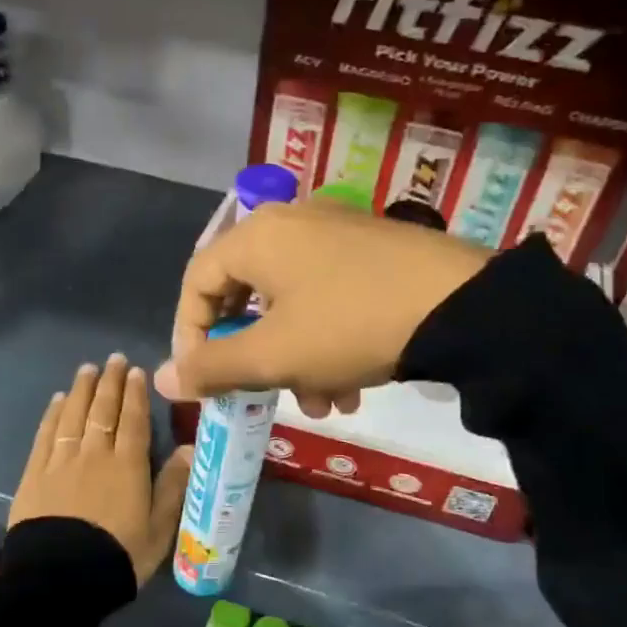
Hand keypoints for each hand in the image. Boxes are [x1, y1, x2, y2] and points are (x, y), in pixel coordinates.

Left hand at [9, 355, 192, 585]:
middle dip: (110, 382)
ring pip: (74, 415)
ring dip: (82, 389)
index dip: (135, 393)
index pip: (133, 420)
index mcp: (128, 465)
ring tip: (88, 369)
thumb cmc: (118, 557)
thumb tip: (190, 448)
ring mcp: (61, 461)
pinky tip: (59, 400)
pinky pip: (46, 434)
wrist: (60, 580)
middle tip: (114, 359)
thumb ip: (173, 486)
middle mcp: (95, 454)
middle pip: (103, 410)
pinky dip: (54, 413)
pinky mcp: (34, 474)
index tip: (136, 371)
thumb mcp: (158, 528)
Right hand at [154, 200, 490, 415]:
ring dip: (298, 360)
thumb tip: (164, 379)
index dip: (190, 334)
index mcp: (258, 236)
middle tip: (266, 394)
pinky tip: (354, 384)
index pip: (197, 281)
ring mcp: (337, 233)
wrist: (462, 305)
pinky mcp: (373, 251)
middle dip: (256, 356)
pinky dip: (329, 341)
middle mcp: (292, 223)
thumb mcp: (275, 355)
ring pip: (293, 304)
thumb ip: (214, 368)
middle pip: (247, 295)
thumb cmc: (350, 325)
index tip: (205, 379)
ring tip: (325, 404)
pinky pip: (329, 297)